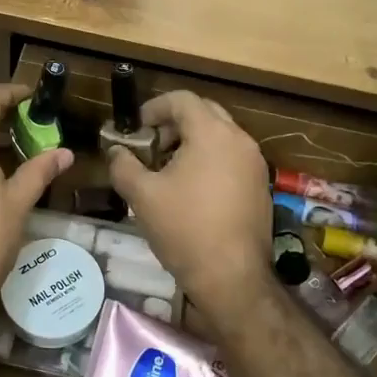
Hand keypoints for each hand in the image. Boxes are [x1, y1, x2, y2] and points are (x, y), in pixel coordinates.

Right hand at [105, 91, 274, 336]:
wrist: (232, 277)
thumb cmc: (184, 229)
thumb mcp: (142, 195)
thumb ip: (123, 165)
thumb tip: (116, 151)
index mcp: (213, 133)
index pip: (182, 99)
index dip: (154, 108)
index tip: (135, 128)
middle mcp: (240, 140)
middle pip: (204, 113)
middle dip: (174, 124)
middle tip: (151, 146)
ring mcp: (255, 164)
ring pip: (220, 136)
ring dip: (191, 142)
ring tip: (166, 170)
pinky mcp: (260, 186)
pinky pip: (231, 158)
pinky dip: (209, 160)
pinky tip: (190, 190)